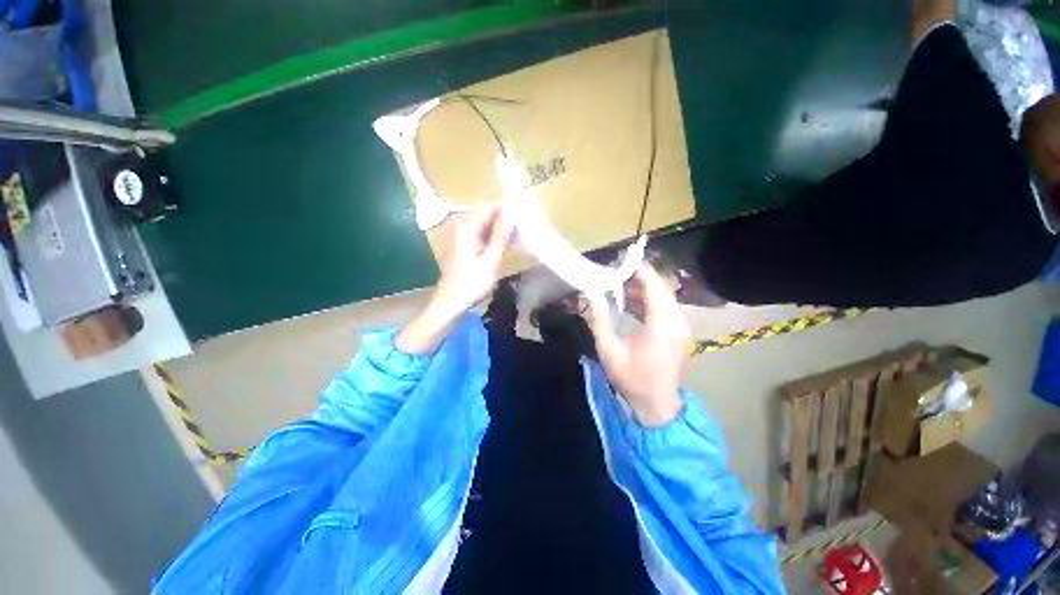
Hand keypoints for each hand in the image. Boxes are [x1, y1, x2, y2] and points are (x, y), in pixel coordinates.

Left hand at [396, 203, 512, 353]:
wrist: (451, 301)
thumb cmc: (472, 283)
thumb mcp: (491, 260)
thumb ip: (501, 236)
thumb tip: (512, 214)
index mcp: (468, 227)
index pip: (490, 205)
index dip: (507, 206)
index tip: (525, 211)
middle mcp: (464, 226)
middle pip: (488, 212)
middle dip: (506, 216)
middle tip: (525, 225)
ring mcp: (464, 235)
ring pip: (487, 222)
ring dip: (502, 227)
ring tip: (520, 235)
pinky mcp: (466, 243)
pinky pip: (484, 232)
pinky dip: (496, 235)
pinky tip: (508, 243)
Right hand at [587, 263, 690, 426]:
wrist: (656, 407)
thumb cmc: (631, 379)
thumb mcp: (609, 349)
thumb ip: (600, 318)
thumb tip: (592, 292)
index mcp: (662, 325)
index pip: (654, 286)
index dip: (639, 269)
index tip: (622, 259)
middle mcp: (677, 322)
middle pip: (661, 289)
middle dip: (640, 276)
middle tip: (617, 270)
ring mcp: (681, 328)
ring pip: (664, 298)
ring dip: (644, 289)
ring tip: (621, 284)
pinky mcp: (679, 333)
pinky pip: (665, 309)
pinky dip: (649, 302)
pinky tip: (632, 302)